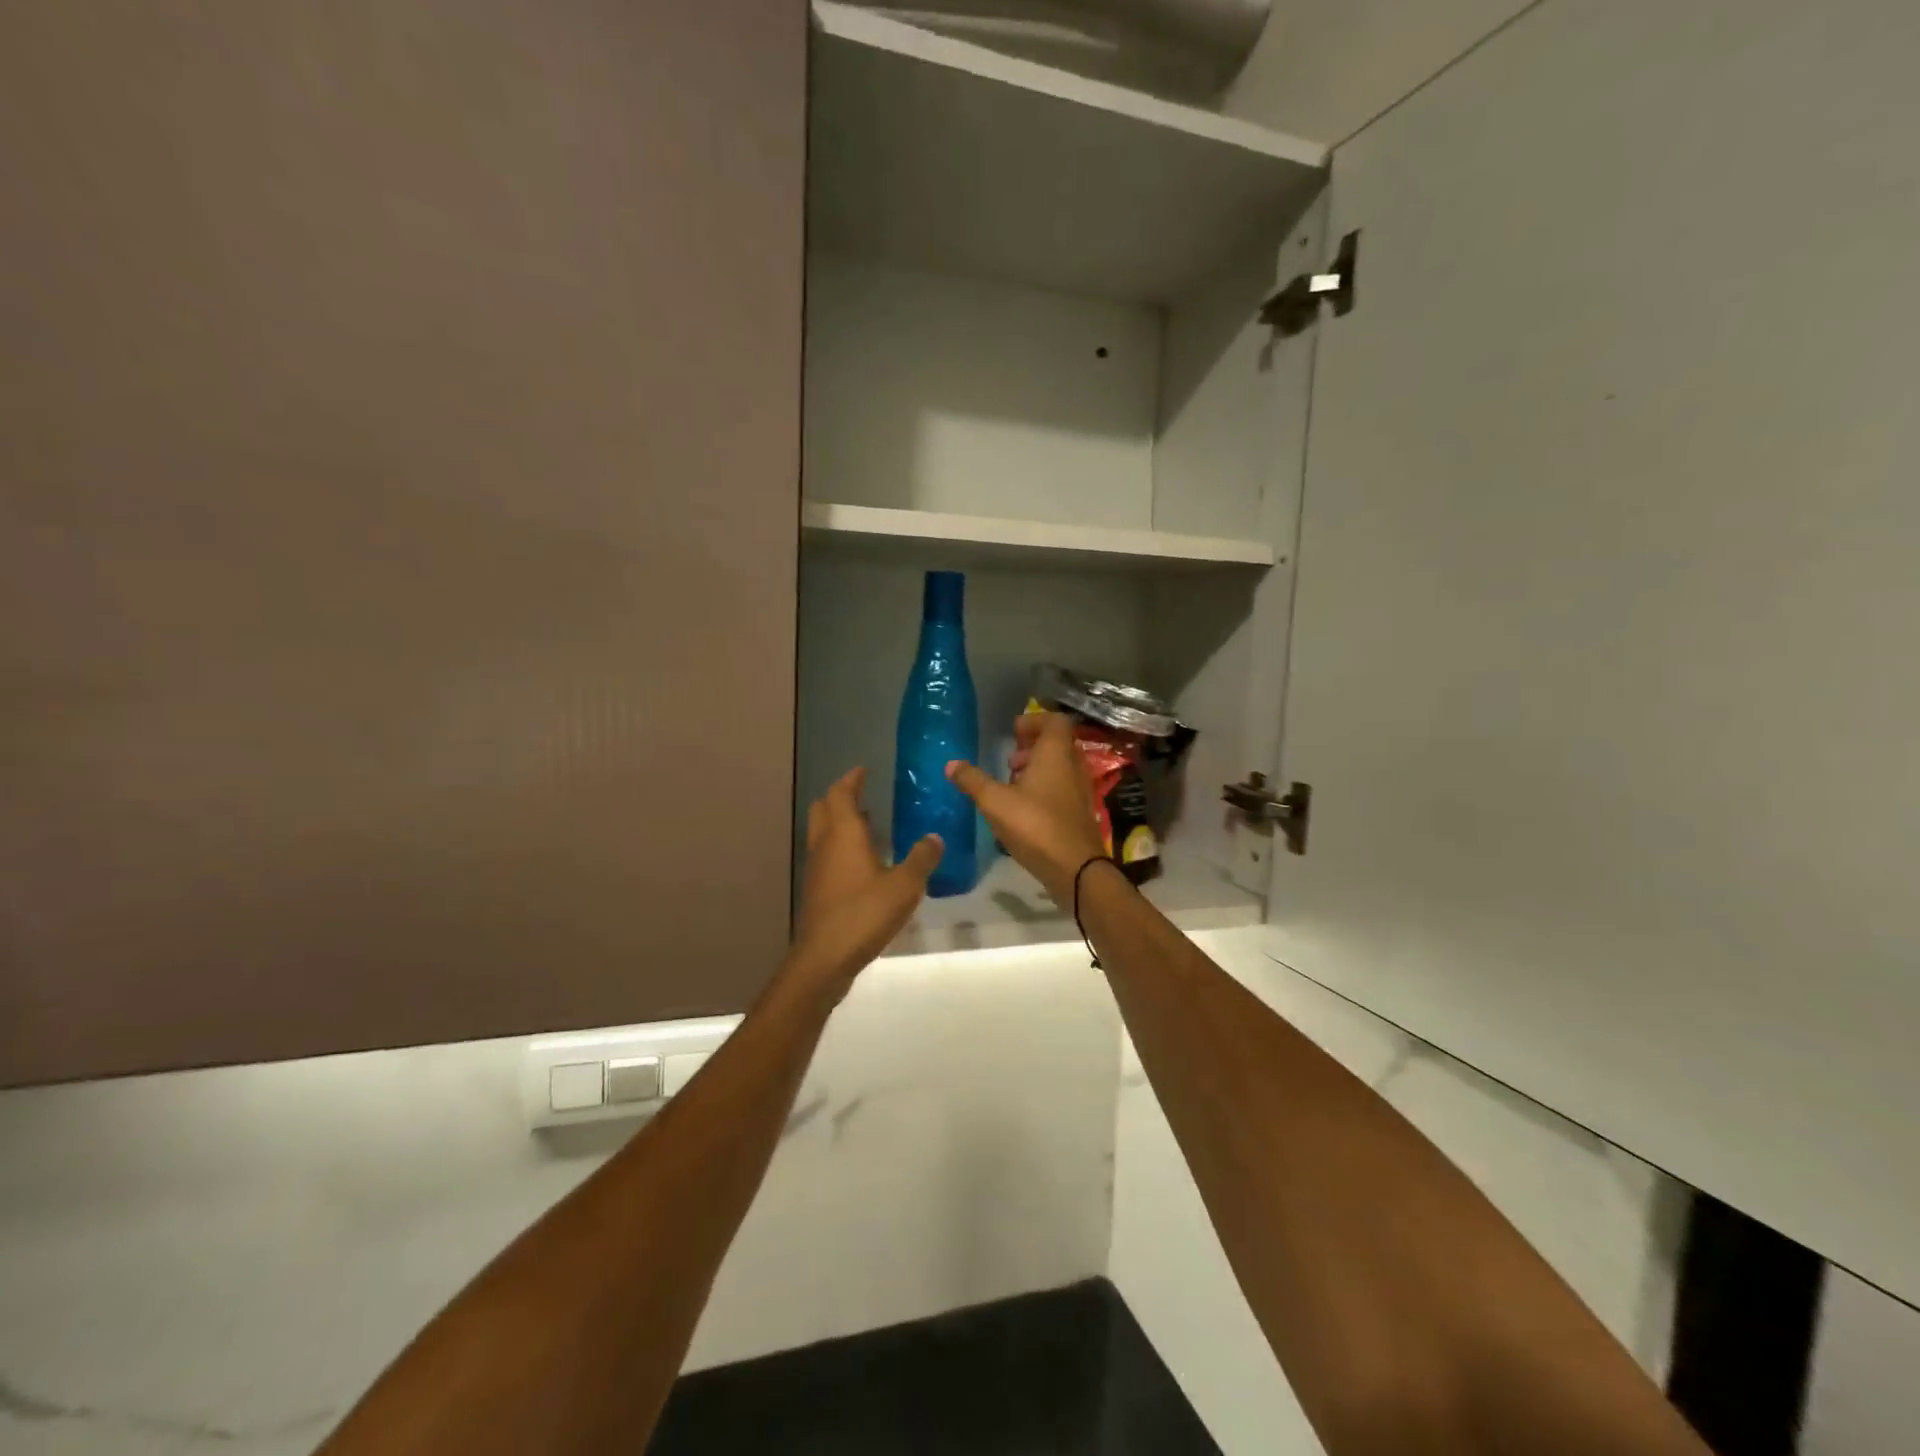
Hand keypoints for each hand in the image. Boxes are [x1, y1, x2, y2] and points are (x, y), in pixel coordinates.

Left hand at [788, 767, 942, 993]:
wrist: (825, 957)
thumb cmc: (864, 913)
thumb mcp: (905, 885)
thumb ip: (922, 858)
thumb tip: (934, 837)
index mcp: (844, 833)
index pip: (841, 793)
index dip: (852, 779)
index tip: (863, 770)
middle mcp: (825, 844)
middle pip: (824, 808)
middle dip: (841, 798)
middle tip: (864, 795)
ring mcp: (817, 868)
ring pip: (823, 833)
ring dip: (841, 823)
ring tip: (870, 825)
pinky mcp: (817, 889)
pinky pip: (827, 855)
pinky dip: (841, 848)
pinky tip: (864, 863)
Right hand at [946, 713, 1106, 903]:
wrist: (1076, 868)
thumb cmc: (1035, 825)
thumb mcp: (995, 802)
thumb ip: (973, 780)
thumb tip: (951, 764)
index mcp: (1055, 754)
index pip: (1055, 721)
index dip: (1034, 721)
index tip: (1013, 732)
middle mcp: (1073, 766)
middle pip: (1057, 744)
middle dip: (1032, 748)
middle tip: (1010, 761)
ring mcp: (1080, 790)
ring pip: (1060, 768)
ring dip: (1037, 770)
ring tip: (1012, 786)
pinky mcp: (1080, 813)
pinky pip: (1063, 789)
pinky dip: (1045, 790)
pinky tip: (1024, 811)